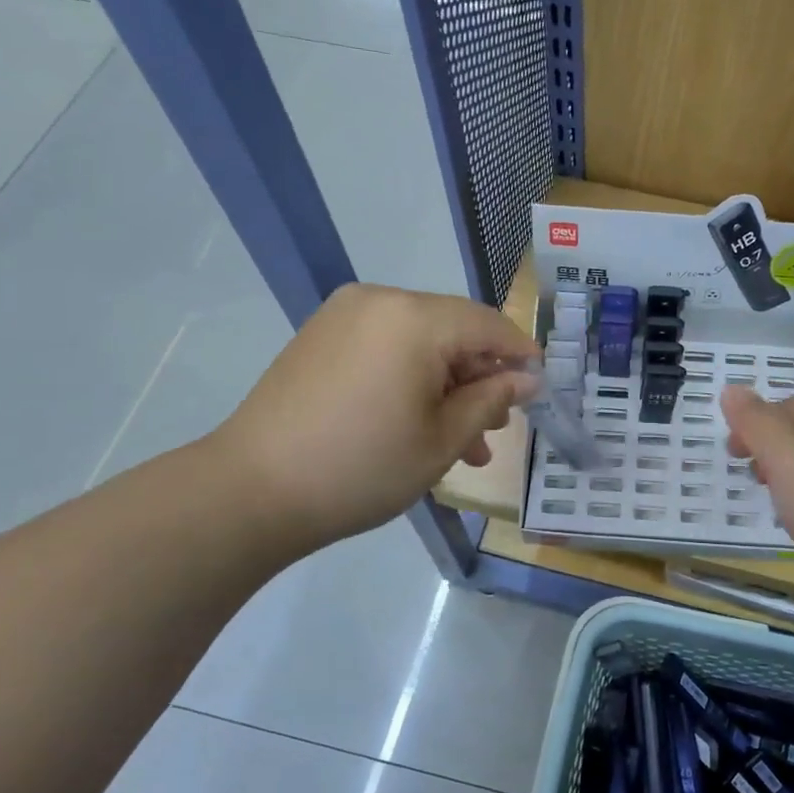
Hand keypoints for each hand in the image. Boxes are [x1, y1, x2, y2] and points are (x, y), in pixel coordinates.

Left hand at [211, 283, 539, 549]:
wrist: (253, 491)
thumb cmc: (363, 467)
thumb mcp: (442, 440)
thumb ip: (490, 400)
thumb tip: (525, 379)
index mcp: (415, 319)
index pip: (488, 326)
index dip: (520, 355)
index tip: (540, 387)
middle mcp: (380, 301)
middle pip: (453, 331)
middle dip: (480, 379)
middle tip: (494, 431)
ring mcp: (344, 317)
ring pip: (420, 343)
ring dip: (446, 386)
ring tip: (462, 444)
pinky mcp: (321, 337)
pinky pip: (386, 348)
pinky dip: (411, 379)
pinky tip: (418, 425)